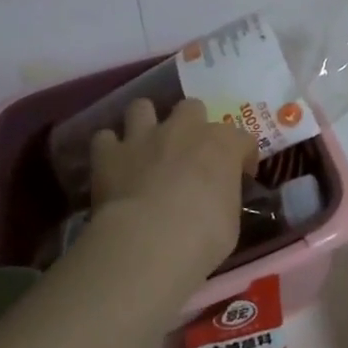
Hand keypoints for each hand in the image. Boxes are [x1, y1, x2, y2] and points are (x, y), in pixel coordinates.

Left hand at [87, 99, 257, 285]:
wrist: (150, 240)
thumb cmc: (203, 235)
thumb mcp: (231, 220)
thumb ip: (224, 198)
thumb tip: (216, 200)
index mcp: (222, 145)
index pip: (242, 139)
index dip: (242, 156)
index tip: (241, 175)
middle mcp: (183, 129)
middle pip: (192, 107)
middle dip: (192, 125)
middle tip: (189, 152)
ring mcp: (143, 136)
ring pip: (142, 107)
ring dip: (145, 123)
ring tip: (146, 146)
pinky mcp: (108, 153)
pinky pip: (105, 138)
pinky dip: (109, 149)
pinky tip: (112, 165)